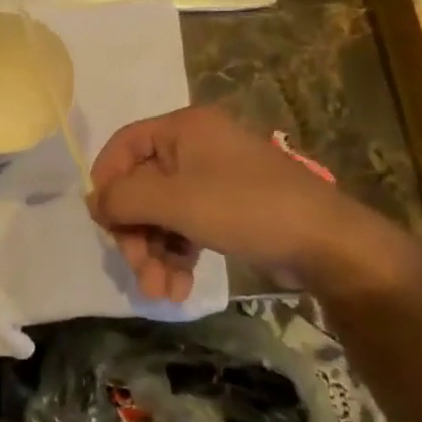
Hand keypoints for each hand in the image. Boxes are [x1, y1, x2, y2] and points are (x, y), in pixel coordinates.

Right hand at [88, 105, 421, 300]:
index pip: (124, 145)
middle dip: (137, 234)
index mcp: (183, 128)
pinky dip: (178, 255)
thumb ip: (125, 198)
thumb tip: (93, 202)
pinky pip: (187, 227)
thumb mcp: (175, 200)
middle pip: (142, 187)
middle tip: (138, 272)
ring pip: (163, 213)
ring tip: (161, 293)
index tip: (104, 224)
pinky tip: (178, 288)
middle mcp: (195, 147)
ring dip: (155, 253)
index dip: (107, 182)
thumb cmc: (245, 208)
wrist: (327, 243)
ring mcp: (213, 179)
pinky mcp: (228, 210)